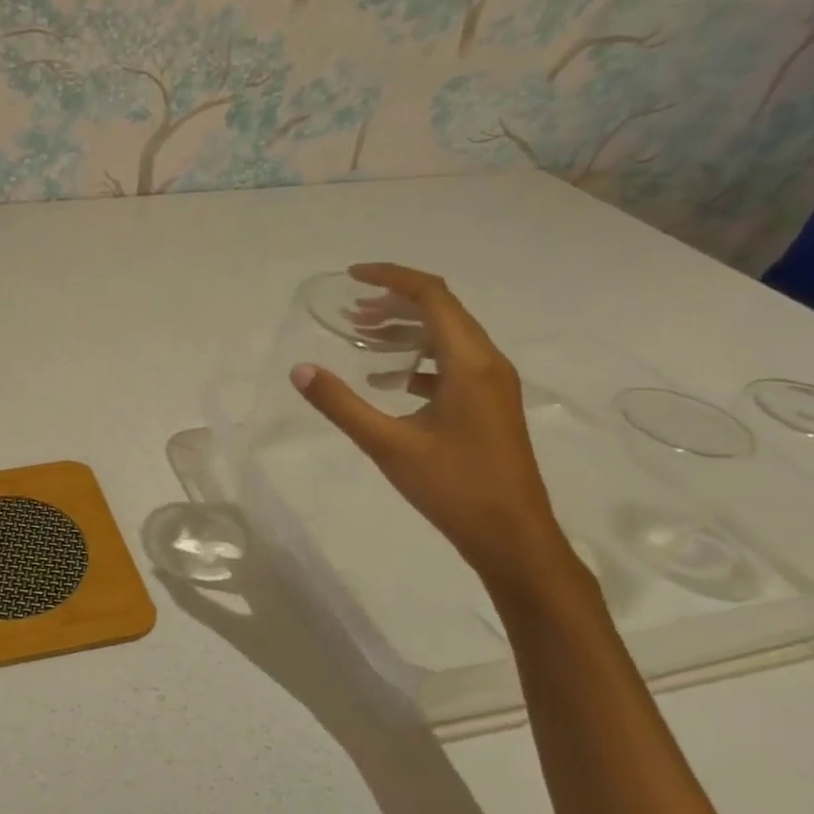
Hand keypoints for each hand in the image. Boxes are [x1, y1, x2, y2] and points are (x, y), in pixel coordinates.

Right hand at [289, 262, 577, 585]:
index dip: (391, 278)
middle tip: (349, 312)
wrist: (513, 537)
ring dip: (405, 331)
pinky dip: (417, 359)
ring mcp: (492, 386)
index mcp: (470, 363)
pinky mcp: (489, 406)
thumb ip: (341, 404)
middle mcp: (488, 363)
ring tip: (361, 337)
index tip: (351, 276)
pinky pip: (452, 364)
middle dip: (393, 303)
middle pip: (442, 311)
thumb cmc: (453, 487)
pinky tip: (388, 379)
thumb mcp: (388, 444)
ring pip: (447, 338)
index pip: (432, 296)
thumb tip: (300, 370)